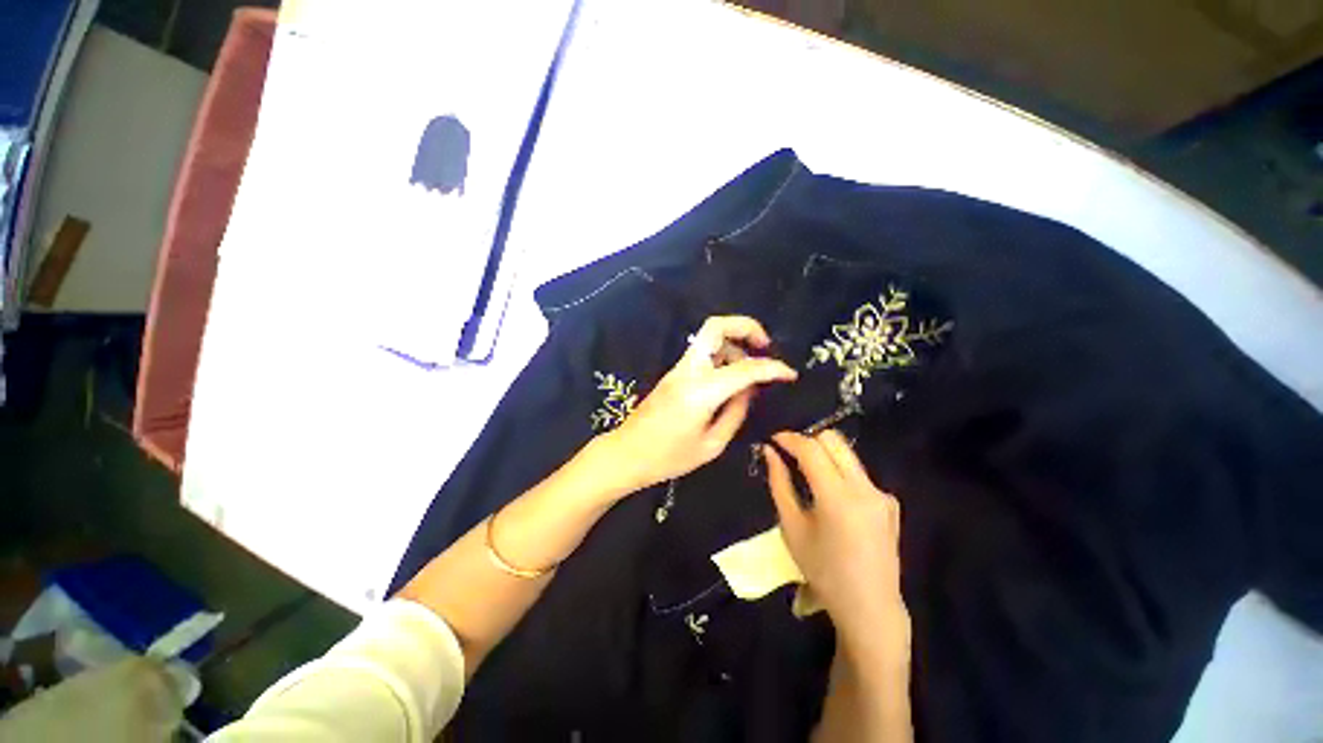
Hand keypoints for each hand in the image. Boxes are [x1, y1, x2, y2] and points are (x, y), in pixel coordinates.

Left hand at [602, 316, 797, 490]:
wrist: (626, 453)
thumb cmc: (668, 458)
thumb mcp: (711, 445)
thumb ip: (735, 413)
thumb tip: (750, 391)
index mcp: (700, 391)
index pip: (745, 368)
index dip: (773, 368)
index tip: (791, 374)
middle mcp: (689, 370)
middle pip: (715, 326)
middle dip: (746, 326)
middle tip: (765, 345)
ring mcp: (679, 369)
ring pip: (709, 336)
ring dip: (735, 343)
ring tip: (751, 368)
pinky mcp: (674, 373)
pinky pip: (703, 352)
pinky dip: (723, 354)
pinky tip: (733, 376)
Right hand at [765, 430, 907, 641]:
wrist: (870, 608)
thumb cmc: (823, 571)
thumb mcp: (791, 527)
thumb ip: (779, 483)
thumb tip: (769, 452)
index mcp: (838, 497)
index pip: (811, 449)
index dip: (789, 439)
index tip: (773, 439)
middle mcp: (865, 488)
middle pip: (834, 441)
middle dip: (808, 440)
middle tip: (790, 455)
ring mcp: (882, 494)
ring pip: (847, 455)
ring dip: (824, 456)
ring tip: (807, 476)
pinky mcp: (890, 502)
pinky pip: (859, 474)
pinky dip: (840, 474)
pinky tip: (833, 500)